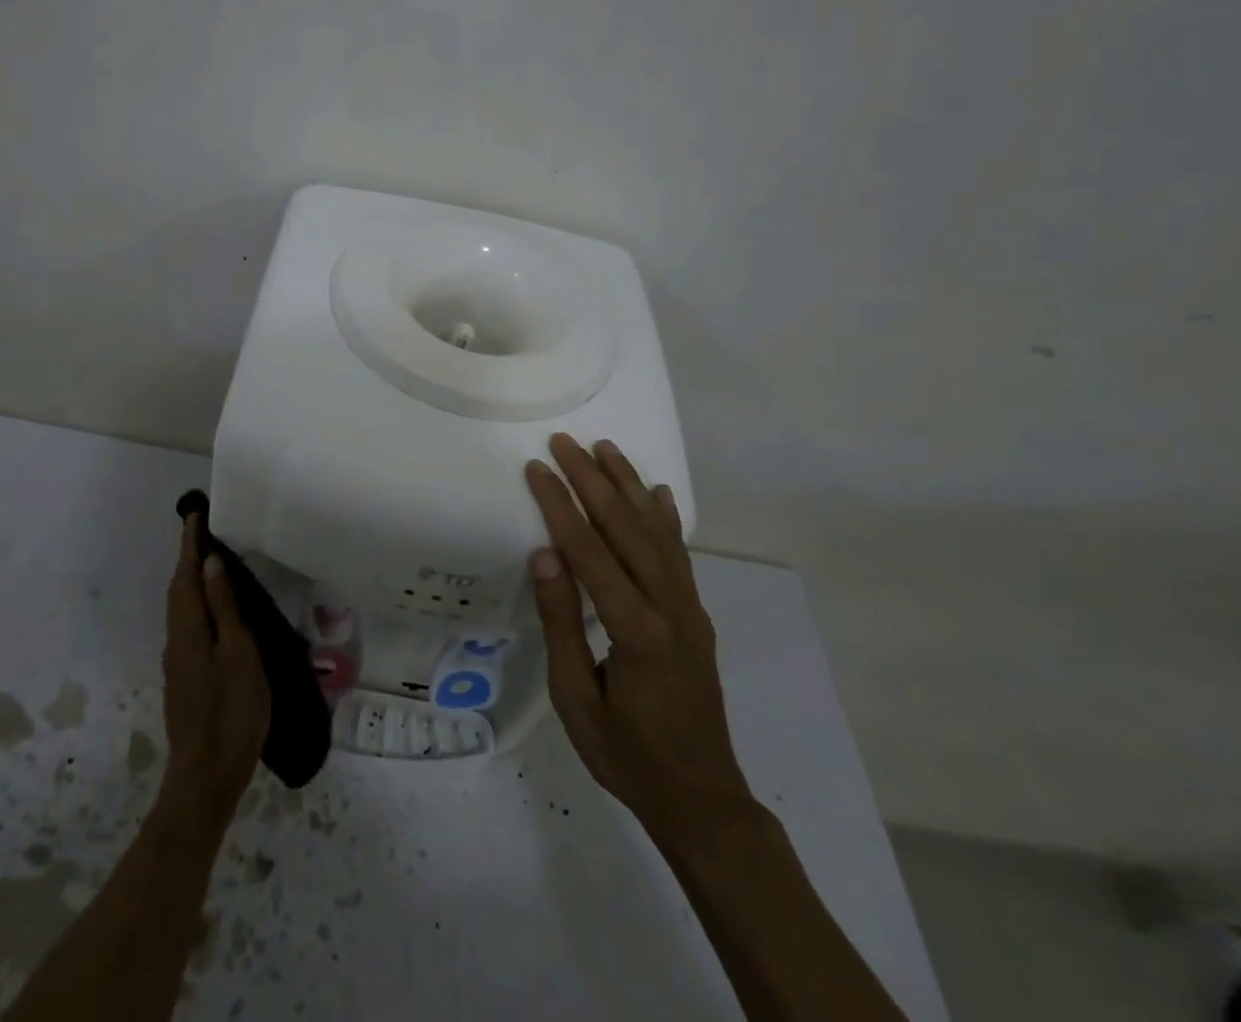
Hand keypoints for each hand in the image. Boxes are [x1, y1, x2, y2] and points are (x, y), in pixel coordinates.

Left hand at [158, 516, 269, 827]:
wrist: (206, 777)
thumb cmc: (231, 712)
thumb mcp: (239, 654)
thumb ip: (225, 608)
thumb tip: (211, 563)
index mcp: (189, 629)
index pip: (187, 575)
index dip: (190, 545)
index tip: (193, 515)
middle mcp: (177, 640)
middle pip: (179, 590)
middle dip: (188, 558)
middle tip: (202, 531)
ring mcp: (179, 662)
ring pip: (182, 608)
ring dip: (191, 580)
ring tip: (210, 562)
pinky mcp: (185, 679)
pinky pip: (188, 625)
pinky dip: (197, 604)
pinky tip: (213, 611)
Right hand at [525, 434, 750, 836]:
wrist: (702, 799)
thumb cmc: (626, 755)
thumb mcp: (576, 699)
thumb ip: (562, 624)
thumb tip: (545, 556)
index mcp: (636, 630)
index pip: (590, 552)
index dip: (561, 506)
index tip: (538, 468)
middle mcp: (669, 608)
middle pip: (627, 528)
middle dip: (593, 479)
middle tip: (566, 442)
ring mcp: (689, 609)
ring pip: (658, 532)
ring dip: (630, 485)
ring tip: (606, 448)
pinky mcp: (697, 616)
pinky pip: (680, 555)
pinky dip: (667, 518)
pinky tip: (658, 492)